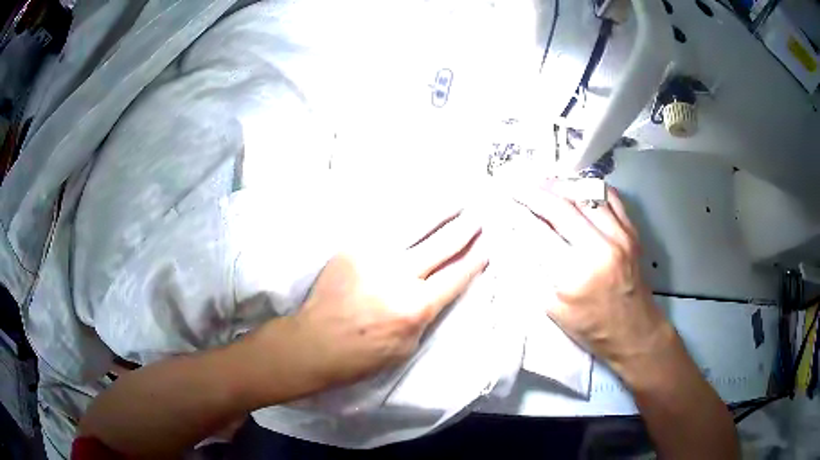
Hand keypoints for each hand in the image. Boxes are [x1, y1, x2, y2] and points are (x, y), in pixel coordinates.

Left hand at [282, 211, 487, 389]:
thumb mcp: (407, 347)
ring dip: (440, 212)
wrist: (313, 343)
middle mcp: (398, 275)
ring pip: (415, 226)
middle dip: (465, 230)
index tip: (488, 246)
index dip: (475, 259)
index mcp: (415, 307)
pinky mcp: (352, 248)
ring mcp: (373, 257)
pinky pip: (385, 226)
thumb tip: (439, 289)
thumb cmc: (362, 356)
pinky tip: (418, 205)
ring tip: (457, 200)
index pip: (456, 276)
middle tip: (479, 217)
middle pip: (442, 245)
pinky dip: (406, 215)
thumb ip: (426, 315)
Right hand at [515, 185, 668, 376]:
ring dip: (561, 185)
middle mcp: (601, 248)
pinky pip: (610, 197)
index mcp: (577, 274)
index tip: (503, 200)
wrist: (635, 332)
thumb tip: (517, 241)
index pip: (540, 233)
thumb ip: (536, 273)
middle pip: (562, 207)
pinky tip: (576, 188)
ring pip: (587, 194)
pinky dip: (590, 188)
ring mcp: (620, 236)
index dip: (518, 213)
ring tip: (544, 182)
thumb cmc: (592, 328)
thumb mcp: (555, 311)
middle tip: (518, 185)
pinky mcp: (632, 231)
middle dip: (535, 192)